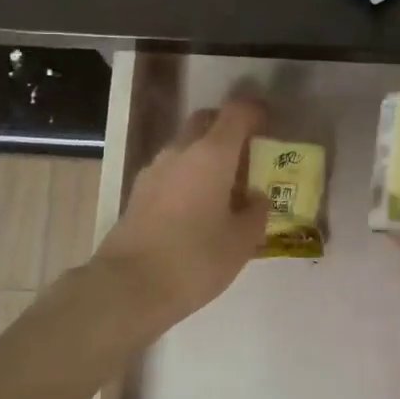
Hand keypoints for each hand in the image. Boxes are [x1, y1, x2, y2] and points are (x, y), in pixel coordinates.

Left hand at [91, 98, 267, 325]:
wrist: (129, 286)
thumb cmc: (195, 259)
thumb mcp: (241, 241)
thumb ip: (255, 212)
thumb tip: (255, 197)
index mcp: (212, 154)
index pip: (237, 112)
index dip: (256, 112)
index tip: (270, 124)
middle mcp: (181, 151)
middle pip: (206, 121)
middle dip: (228, 129)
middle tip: (248, 153)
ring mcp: (154, 170)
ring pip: (186, 146)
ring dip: (206, 154)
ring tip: (225, 186)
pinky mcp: (138, 191)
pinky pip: (171, 170)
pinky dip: (188, 175)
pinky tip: (197, 206)